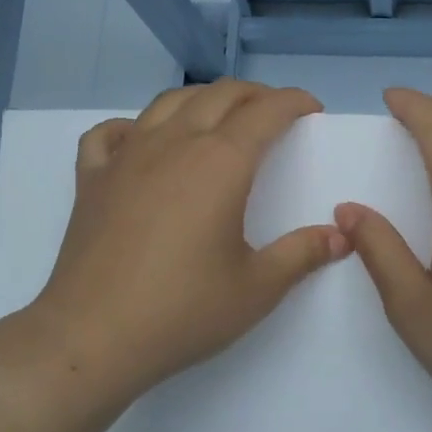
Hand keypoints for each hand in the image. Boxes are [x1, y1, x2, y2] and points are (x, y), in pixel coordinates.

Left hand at [26, 80, 349, 408]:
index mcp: (220, 162)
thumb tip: (339, 236)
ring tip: (218, 118)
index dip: (294, 102)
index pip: (265, 112)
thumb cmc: (183, 311)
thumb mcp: (256, 289)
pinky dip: (132, 127)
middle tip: (273, 113)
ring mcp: (126, 157)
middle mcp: (173, 143)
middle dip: (254, 95)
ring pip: (168, 103)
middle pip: (219, 96)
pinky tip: (141, 142)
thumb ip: (301, 255)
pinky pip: (110, 133)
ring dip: (202, 100)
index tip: (311, 109)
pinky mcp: (92, 179)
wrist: (93, 336)